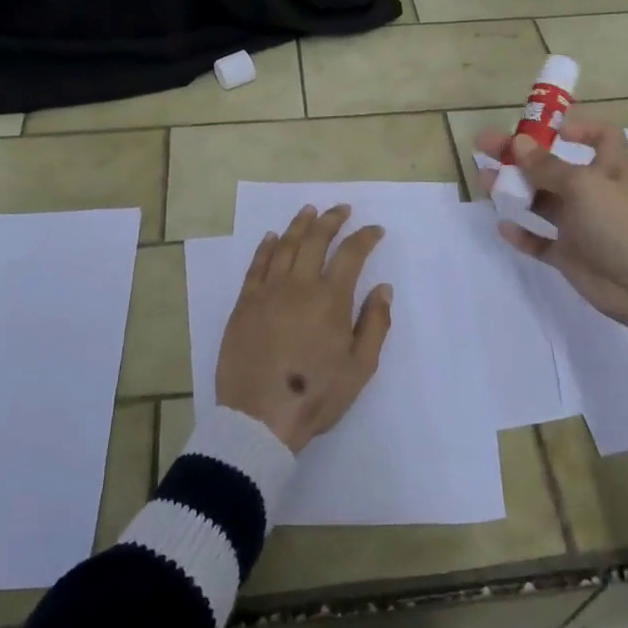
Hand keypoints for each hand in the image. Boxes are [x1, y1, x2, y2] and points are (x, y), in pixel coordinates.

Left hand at [215, 204, 394, 452]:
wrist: (259, 418)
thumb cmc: (316, 395)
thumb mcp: (360, 368)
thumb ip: (375, 324)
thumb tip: (383, 288)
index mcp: (331, 299)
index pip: (351, 254)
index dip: (365, 237)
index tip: (375, 230)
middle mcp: (299, 285)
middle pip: (316, 239)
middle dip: (331, 220)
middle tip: (342, 209)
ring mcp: (268, 291)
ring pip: (285, 245)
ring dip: (300, 224)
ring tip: (310, 210)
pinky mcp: (244, 303)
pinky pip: (257, 265)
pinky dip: (266, 247)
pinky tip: (272, 237)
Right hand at [476, 118, 627, 328]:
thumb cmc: (622, 223)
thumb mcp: (584, 185)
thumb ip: (547, 166)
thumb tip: (518, 142)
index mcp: (612, 167)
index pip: (602, 136)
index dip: (577, 128)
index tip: (545, 129)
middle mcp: (597, 192)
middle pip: (554, 166)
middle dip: (521, 156)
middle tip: (485, 147)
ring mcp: (583, 225)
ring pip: (542, 201)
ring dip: (515, 190)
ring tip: (483, 181)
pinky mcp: (571, 254)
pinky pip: (541, 240)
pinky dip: (523, 233)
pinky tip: (503, 225)